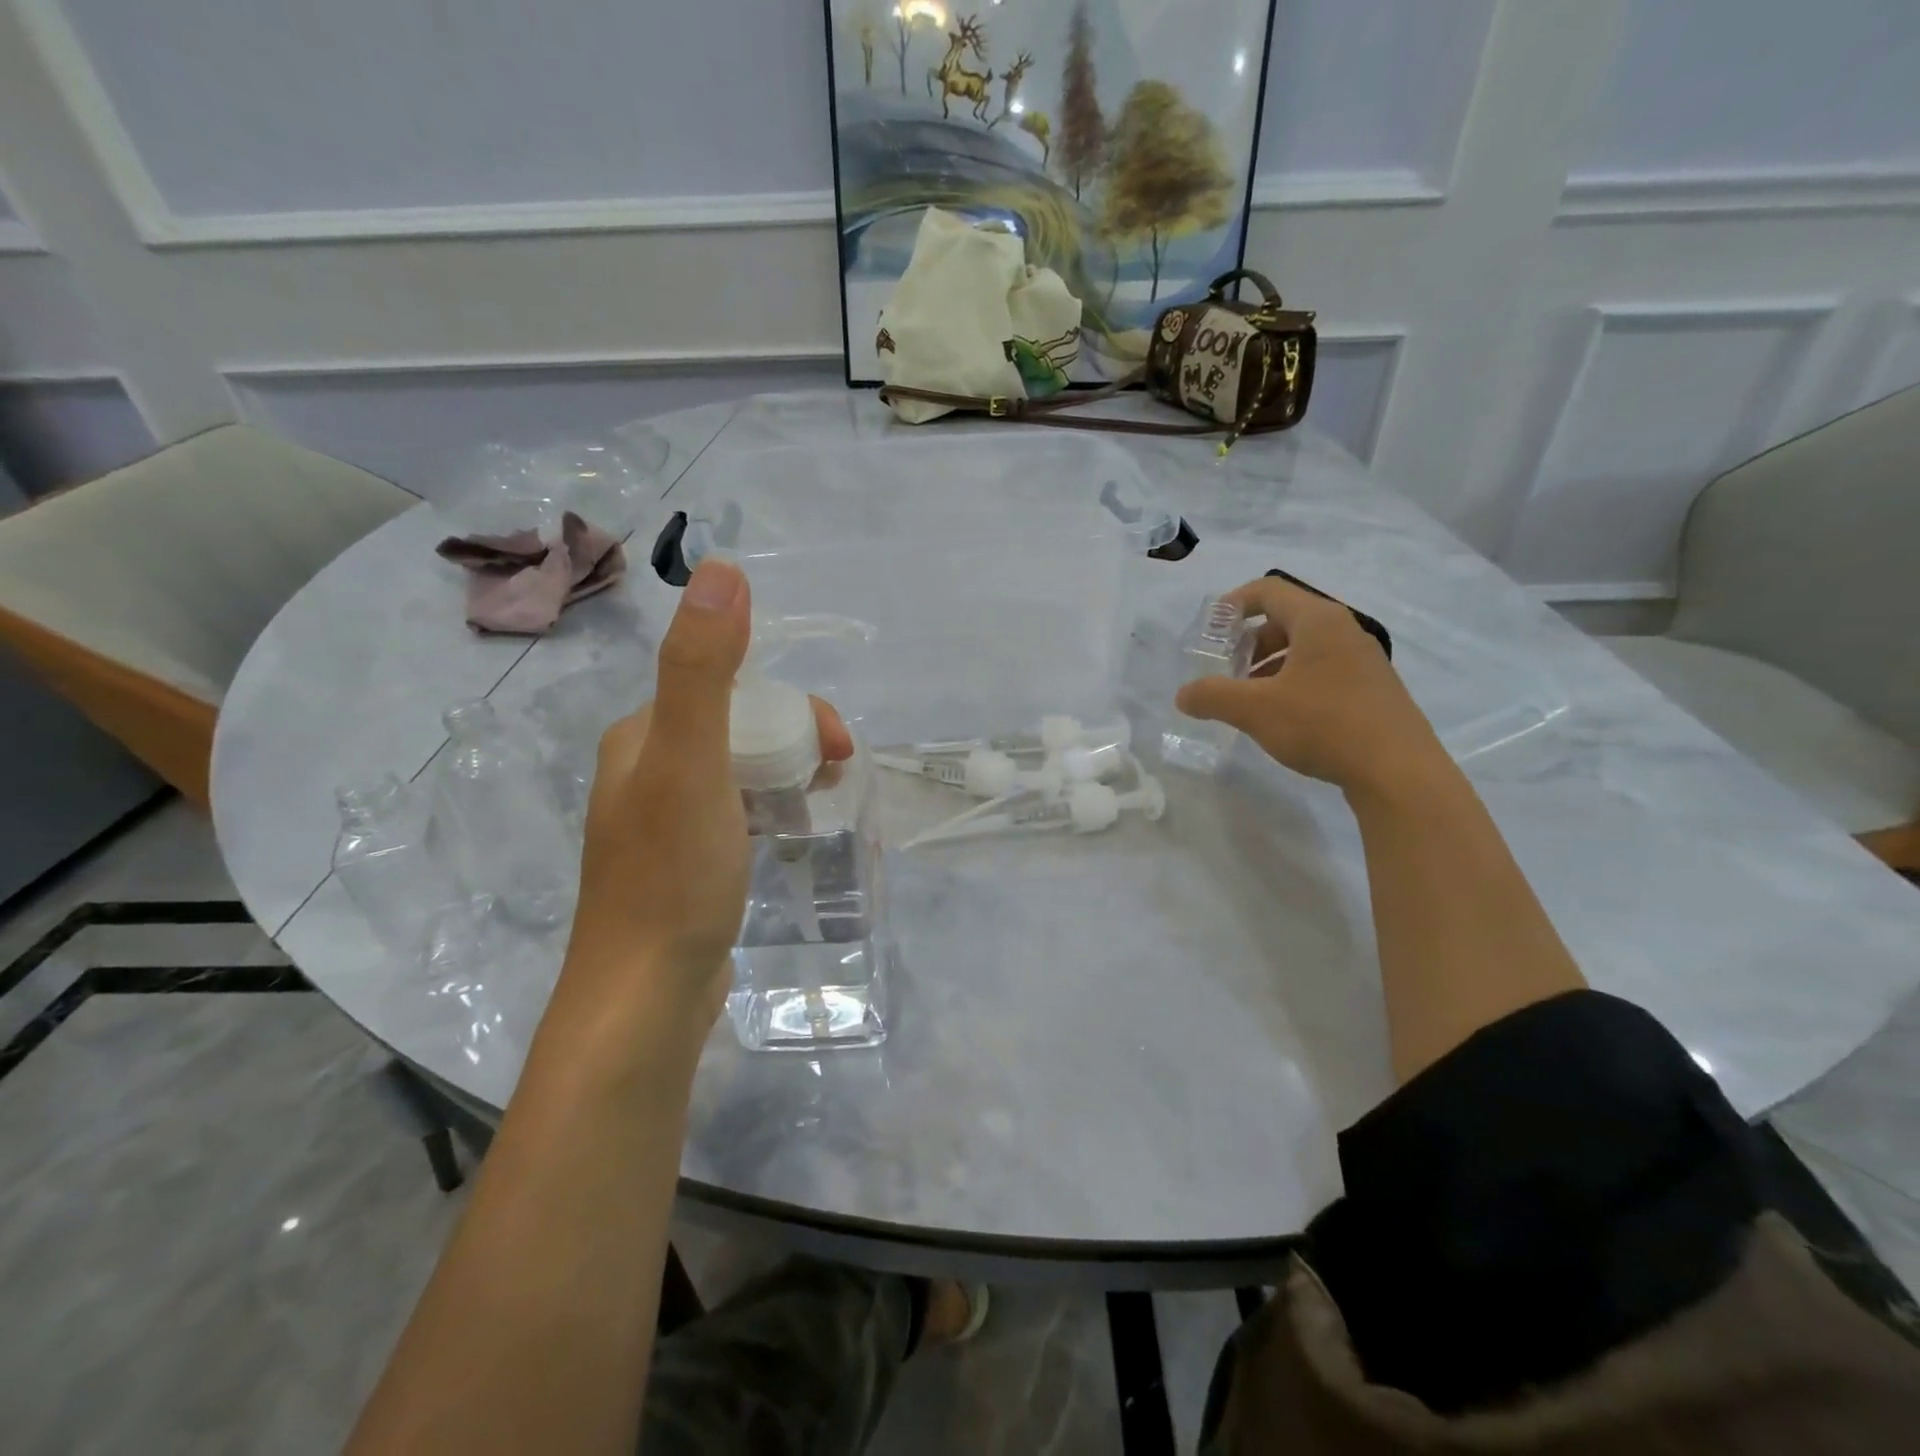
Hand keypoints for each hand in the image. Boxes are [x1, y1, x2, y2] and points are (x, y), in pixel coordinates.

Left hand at [561, 559, 852, 1038]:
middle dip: (795, 744)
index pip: (731, 692)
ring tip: (821, 809)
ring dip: (788, 778)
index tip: (834, 748)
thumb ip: (703, 668)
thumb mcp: (693, 763)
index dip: (792, 709)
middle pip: (740, 732)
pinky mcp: (684, 865)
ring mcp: (663, 823)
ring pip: (742, 775)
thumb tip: (722, 569)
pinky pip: (737, 817)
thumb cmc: (673, 877)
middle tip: (835, 779)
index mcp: (642, 737)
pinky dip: (771, 815)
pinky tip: (789, 840)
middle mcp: (646, 771)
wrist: (645, 998)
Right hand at [1175, 575, 1447, 798]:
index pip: (1268, 590)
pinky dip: (1293, 683)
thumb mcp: (1254, 709)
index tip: (1209, 631)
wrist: (1398, 772)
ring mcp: (1363, 661)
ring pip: (1304, 650)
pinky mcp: (1372, 690)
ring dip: (1269, 667)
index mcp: (1318, 621)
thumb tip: (1183, 695)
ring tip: (1248, 700)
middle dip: (1248, 643)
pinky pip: (1322, 672)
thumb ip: (1211, 696)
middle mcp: (1344, 631)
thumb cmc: (1323, 724)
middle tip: (1225, 672)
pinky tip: (1283, 718)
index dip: (1233, 605)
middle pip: (1285, 620)